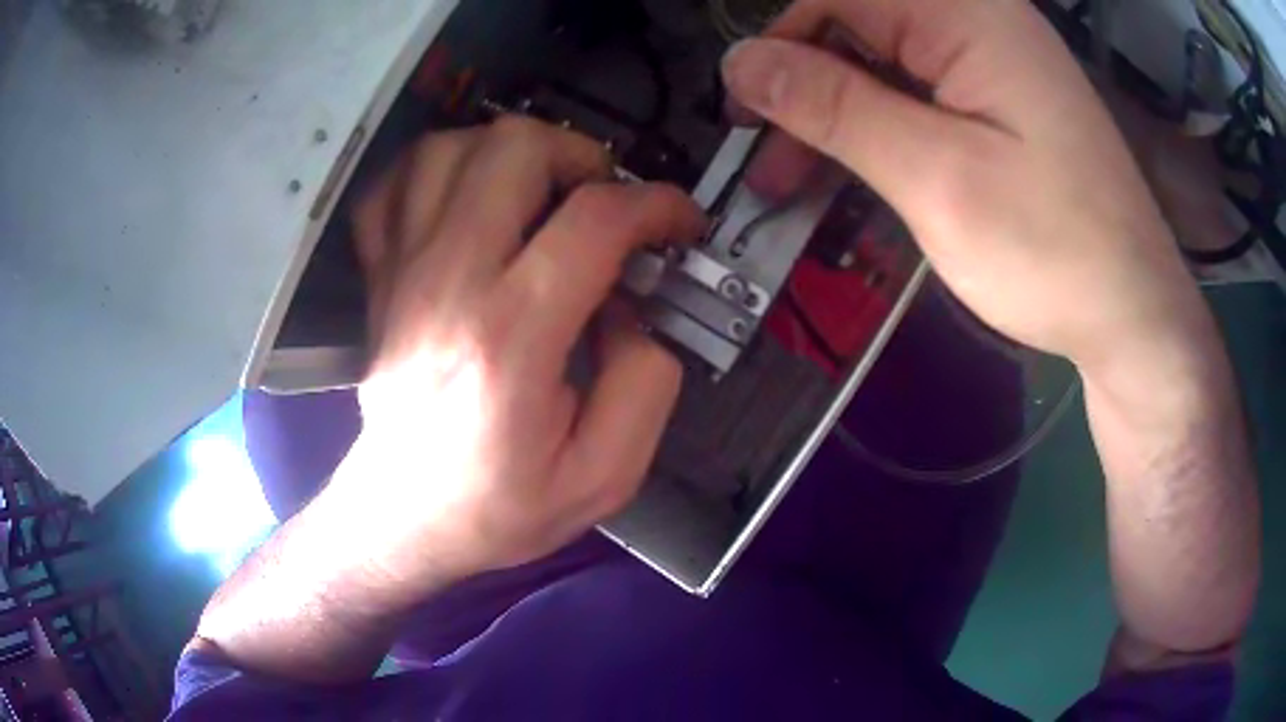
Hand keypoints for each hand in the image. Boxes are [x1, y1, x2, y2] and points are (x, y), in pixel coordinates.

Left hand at [325, 118, 704, 602]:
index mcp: (511, 340)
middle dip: (581, 156)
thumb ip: (647, 381)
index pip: (595, 220)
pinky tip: (467, 201)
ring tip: (541, 196)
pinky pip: (394, 184)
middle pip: (514, 148)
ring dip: (510, 154)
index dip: (658, 203)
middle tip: (603, 202)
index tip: (680, 223)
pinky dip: (437, 172)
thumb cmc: (500, 506)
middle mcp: (448, 283)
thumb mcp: (606, 476)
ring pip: (450, 147)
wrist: (404, 517)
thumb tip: (634, 304)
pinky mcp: (380, 275)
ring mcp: (402, 271)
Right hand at [721, 0, 1210, 370]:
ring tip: (800, 180)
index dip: (781, 45)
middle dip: (807, 87)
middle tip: (772, 162)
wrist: (1133, 317)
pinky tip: (861, 174)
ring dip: (838, 116)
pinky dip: (882, 132)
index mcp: (967, 14)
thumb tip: (743, 64)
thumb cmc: (1052, 251)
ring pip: (886, 66)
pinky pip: (921, 96)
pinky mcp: (1002, 105)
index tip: (748, 114)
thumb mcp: (937, 178)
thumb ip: (836, 108)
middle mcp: (979, 21)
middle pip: (861, 26)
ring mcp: (994, 64)